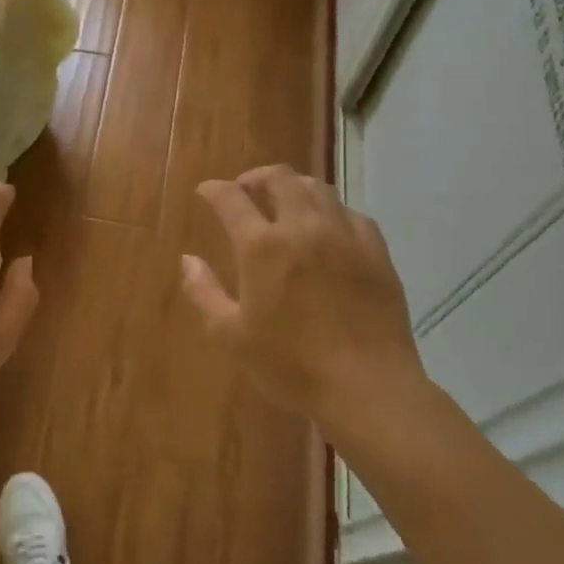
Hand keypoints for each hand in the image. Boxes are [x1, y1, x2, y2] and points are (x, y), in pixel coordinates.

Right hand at [181, 165, 427, 434]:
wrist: (367, 386)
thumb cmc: (290, 364)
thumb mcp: (231, 335)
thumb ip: (203, 292)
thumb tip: (187, 260)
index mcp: (262, 246)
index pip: (230, 198)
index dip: (213, 189)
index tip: (205, 191)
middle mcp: (303, 228)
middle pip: (279, 177)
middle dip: (256, 177)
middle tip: (246, 191)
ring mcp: (344, 236)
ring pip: (317, 187)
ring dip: (294, 187)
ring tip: (285, 204)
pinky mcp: (376, 251)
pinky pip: (351, 213)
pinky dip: (331, 211)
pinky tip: (327, 228)